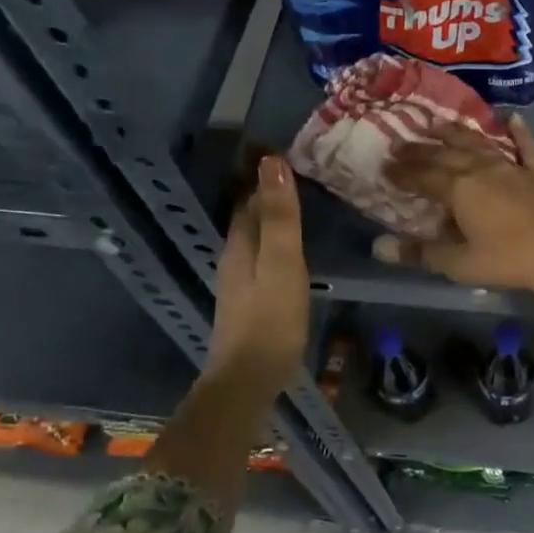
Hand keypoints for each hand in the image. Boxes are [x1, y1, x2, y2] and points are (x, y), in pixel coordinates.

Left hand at [205, 156, 308, 395]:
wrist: (250, 378)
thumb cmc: (271, 319)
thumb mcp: (282, 262)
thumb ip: (279, 216)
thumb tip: (272, 162)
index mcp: (240, 244)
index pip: (249, 198)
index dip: (265, 176)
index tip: (289, 153)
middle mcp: (234, 258)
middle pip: (248, 217)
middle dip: (268, 194)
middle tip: (299, 174)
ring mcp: (240, 282)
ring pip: (254, 238)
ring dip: (272, 219)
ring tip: (299, 206)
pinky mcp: (251, 302)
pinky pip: (262, 259)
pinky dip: (275, 245)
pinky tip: (291, 252)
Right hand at [373, 116, 533, 298]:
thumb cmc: (508, 259)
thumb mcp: (460, 263)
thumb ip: (421, 253)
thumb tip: (379, 247)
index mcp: (459, 189)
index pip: (423, 175)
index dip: (403, 171)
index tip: (385, 166)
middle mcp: (482, 169)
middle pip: (446, 155)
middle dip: (421, 149)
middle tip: (402, 143)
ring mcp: (514, 167)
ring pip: (480, 144)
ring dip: (458, 134)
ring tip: (439, 123)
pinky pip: (527, 147)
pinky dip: (519, 133)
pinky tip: (512, 118)